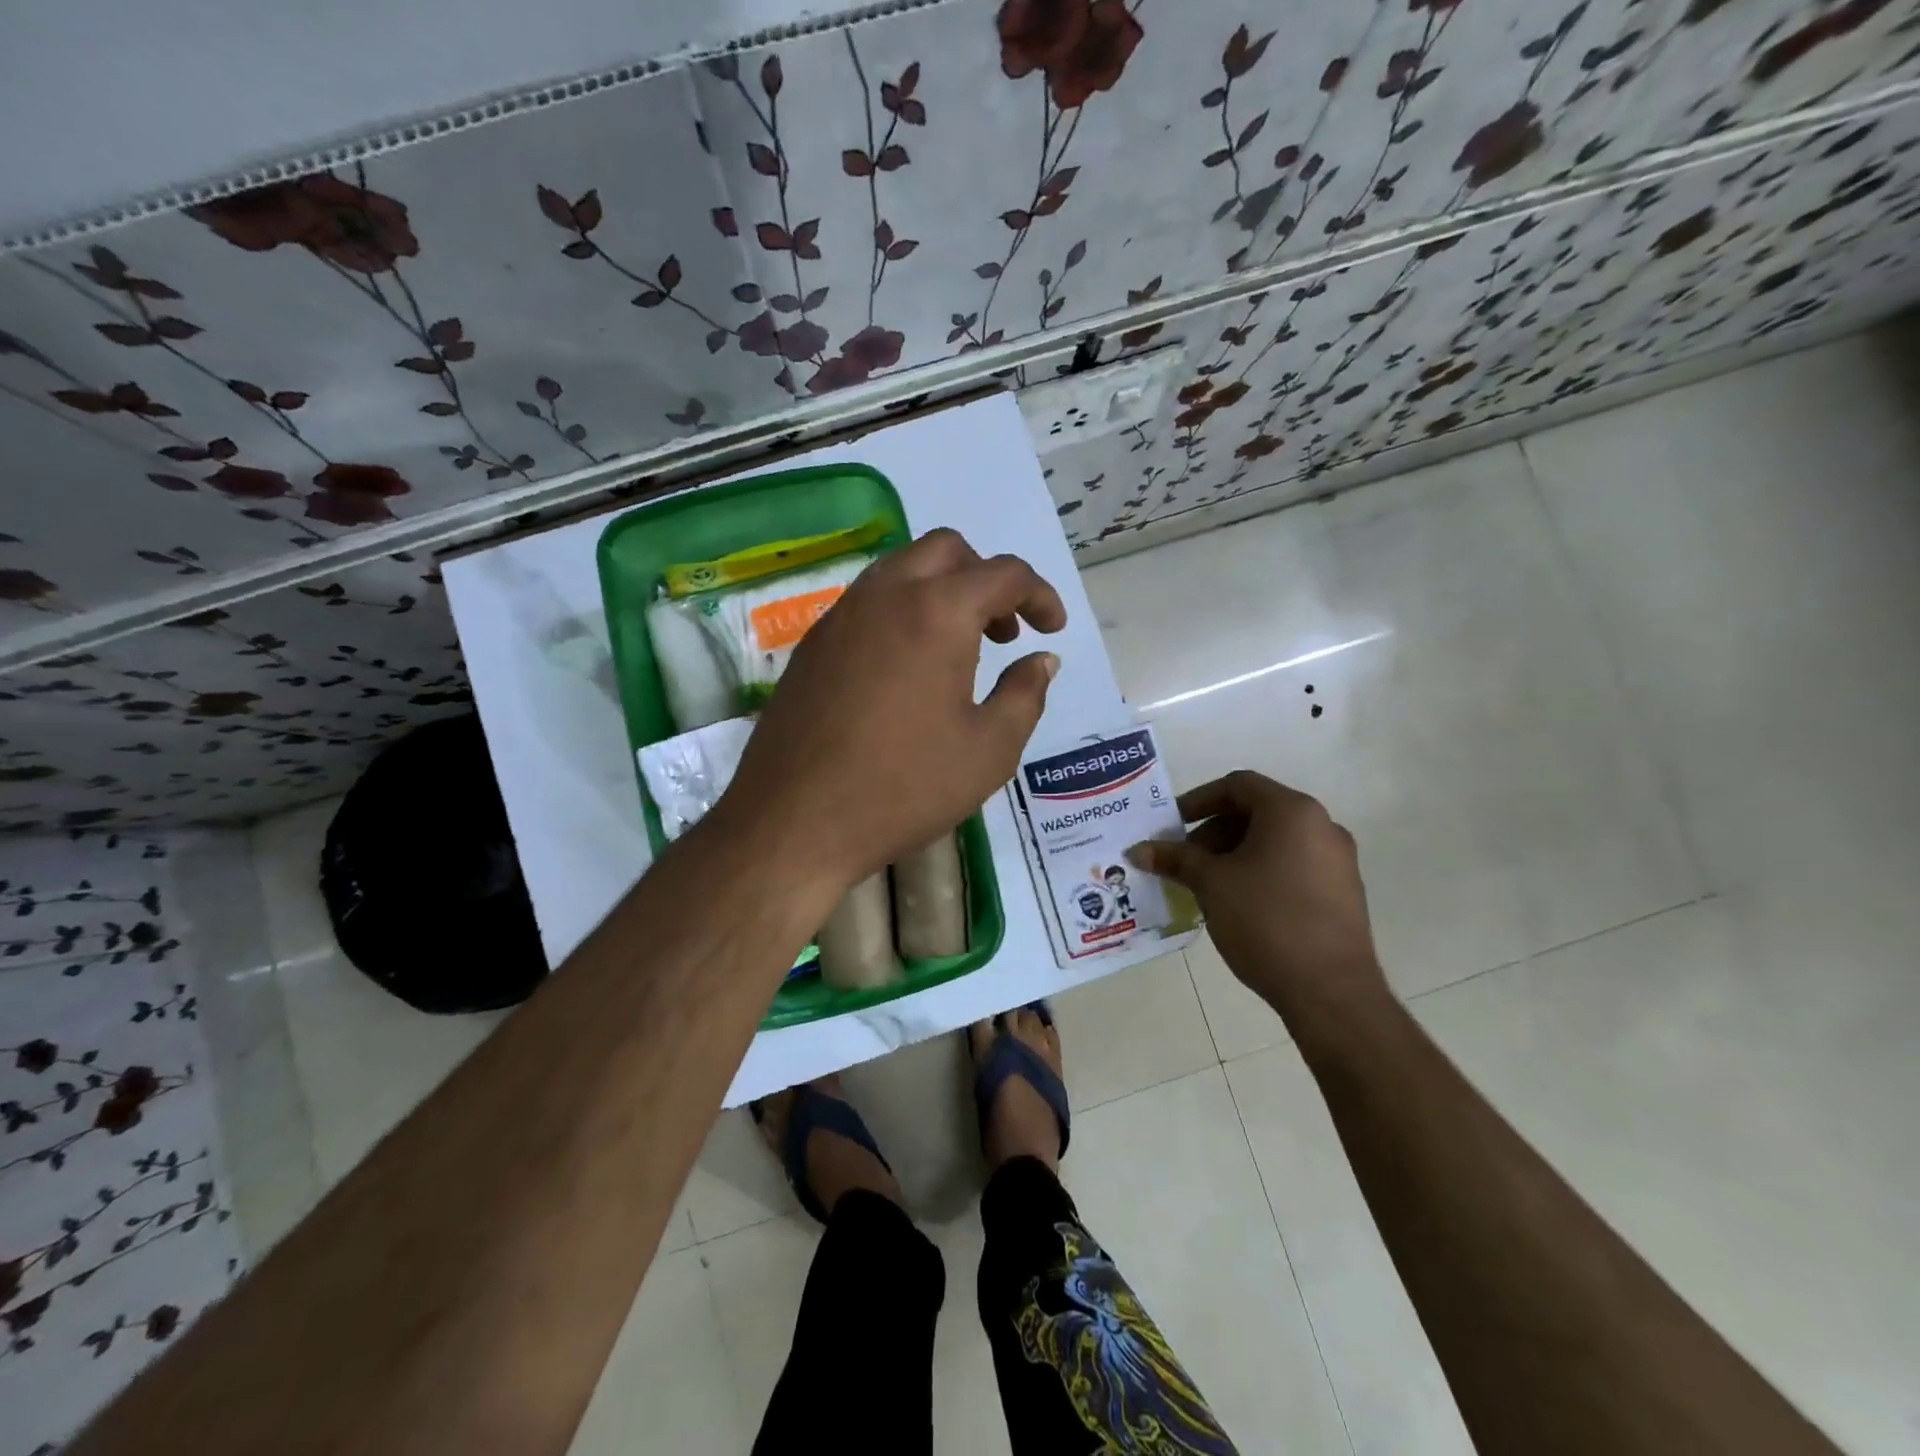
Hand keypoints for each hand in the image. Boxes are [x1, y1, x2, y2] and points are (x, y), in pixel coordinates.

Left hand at [719, 528, 1065, 893]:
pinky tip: (908, 670)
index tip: (1052, 630)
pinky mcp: (813, 644)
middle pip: (947, 551)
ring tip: (959, 650)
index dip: (1039, 595)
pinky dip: (902, 612)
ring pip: (901, 569)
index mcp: (937, 612)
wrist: (796, 820)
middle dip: (987, 579)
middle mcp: (886, 595)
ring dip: (942, 591)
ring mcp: (841, 615)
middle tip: (1003, 632)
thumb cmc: (905, 787)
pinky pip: (868, 602)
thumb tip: (1042, 660)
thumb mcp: (989, 750)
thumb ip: (1025, 695)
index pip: (1003, 574)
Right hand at [1128, 771, 1388, 1034]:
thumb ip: (1175, 859)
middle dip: (1213, 832)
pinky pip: (1292, 864)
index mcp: (1292, 812)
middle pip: (1256, 811)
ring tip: (1206, 885)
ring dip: (1234, 853)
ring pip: (1274, 840)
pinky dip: (1260, 871)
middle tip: (1185, 861)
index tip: (1172, 826)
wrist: (1331, 991)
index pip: (1237, 785)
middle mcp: (1322, 826)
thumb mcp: (1210, 884)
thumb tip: (1138, 850)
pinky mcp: (1343, 891)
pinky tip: (1238, 903)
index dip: (1198, 800)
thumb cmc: (1266, 921)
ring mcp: (1337, 860)